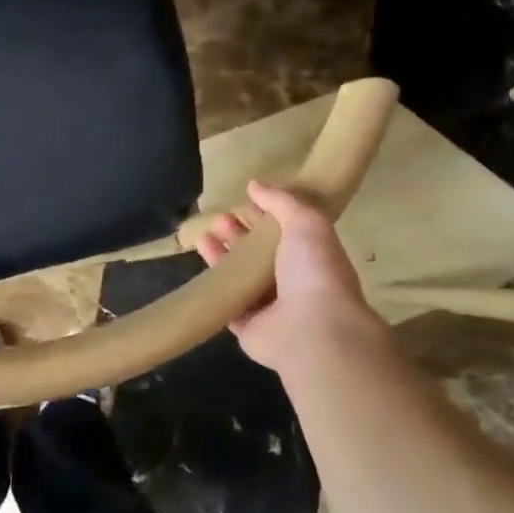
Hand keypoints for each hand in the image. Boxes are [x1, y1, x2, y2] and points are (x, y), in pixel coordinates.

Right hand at [194, 181, 377, 371]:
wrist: (311, 328)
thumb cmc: (313, 271)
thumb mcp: (305, 223)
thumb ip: (281, 201)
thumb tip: (254, 184)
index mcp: (311, 257)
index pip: (284, 232)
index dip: (264, 217)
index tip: (245, 203)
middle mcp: (292, 282)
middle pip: (259, 254)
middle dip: (239, 234)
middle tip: (220, 219)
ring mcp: (270, 307)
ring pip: (240, 277)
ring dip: (222, 256)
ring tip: (203, 237)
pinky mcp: (248, 326)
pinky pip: (227, 303)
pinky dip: (215, 287)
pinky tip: (200, 271)